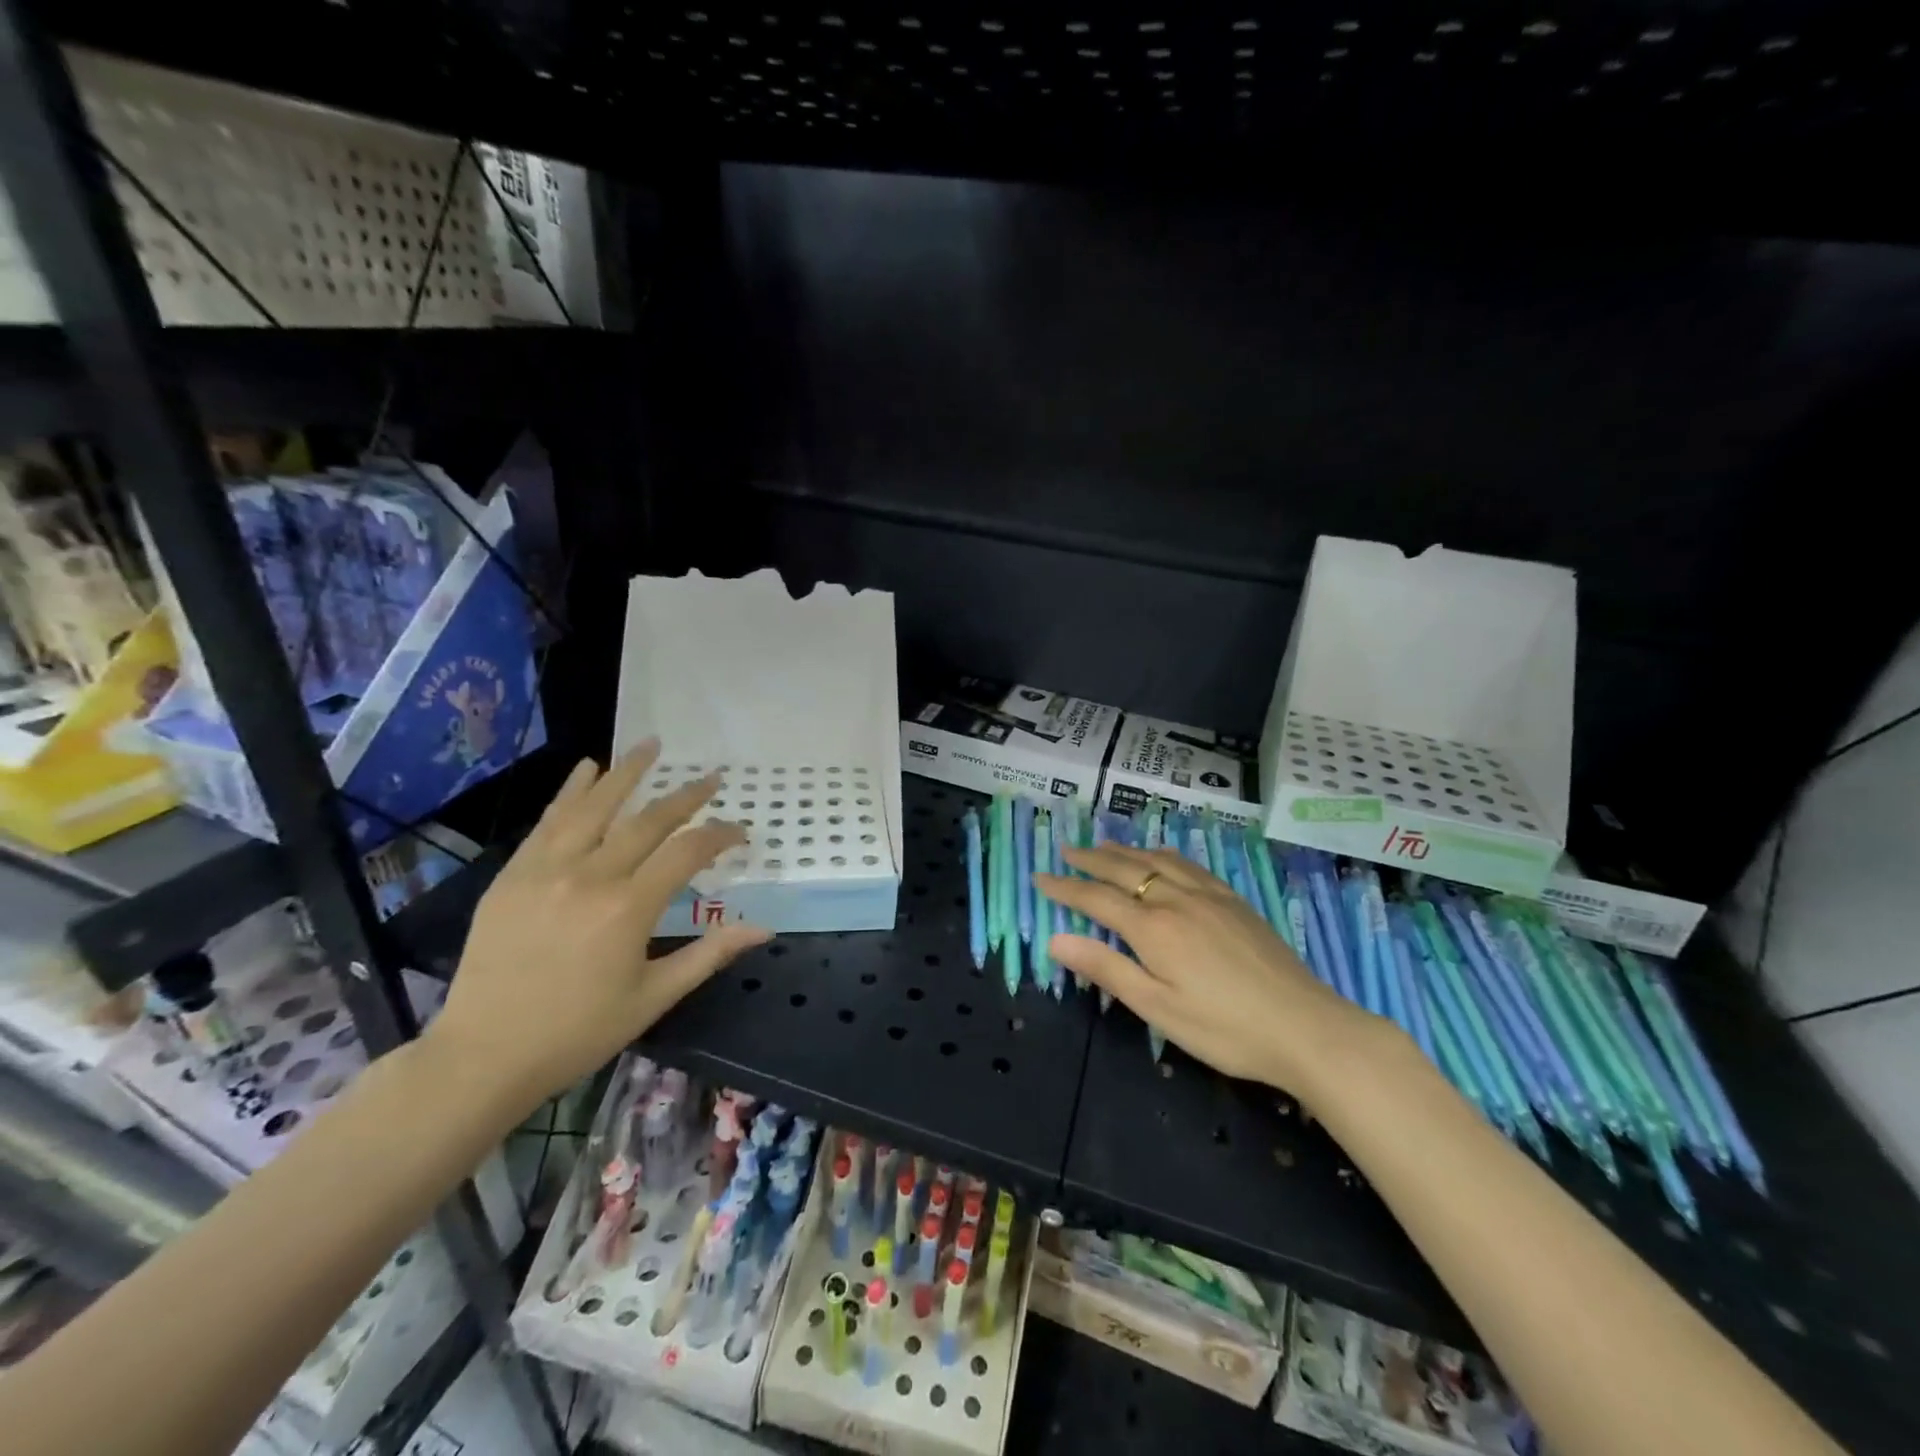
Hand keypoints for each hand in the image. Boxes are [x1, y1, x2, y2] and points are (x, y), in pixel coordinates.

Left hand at [422, 742, 770, 1121]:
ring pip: (594, 807)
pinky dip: (570, 791)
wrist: (484, 1055)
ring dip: (626, 772)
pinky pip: (548, 822)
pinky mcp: (513, 875)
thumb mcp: (653, 997)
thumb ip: (709, 954)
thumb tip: (763, 929)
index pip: (686, 852)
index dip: (719, 835)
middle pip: (647, 821)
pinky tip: (587, 768)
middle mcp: (590, 876)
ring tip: (651, 745)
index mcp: (628, 909)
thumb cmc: (578, 1032)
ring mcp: (546, 870)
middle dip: (685, 796)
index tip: (740, 831)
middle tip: (711, 777)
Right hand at [1035, 844, 1380, 1095]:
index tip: (1039, 878)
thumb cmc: (1224, 1029)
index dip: (1065, 888)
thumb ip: (1106, 970)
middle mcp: (1176, 900)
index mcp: (1153, 929)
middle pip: (1125, 870)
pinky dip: (1163, 854)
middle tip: (1067, 849)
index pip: (1097, 899)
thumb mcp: (1158, 1008)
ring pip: (1157, 861)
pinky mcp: (1233, 901)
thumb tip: (1056, 939)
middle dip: (1092, 859)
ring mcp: (1209, 896)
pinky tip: (1161, 856)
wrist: (1305, 1027)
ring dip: (1125, 851)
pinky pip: (1189, 864)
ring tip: (1104, 845)